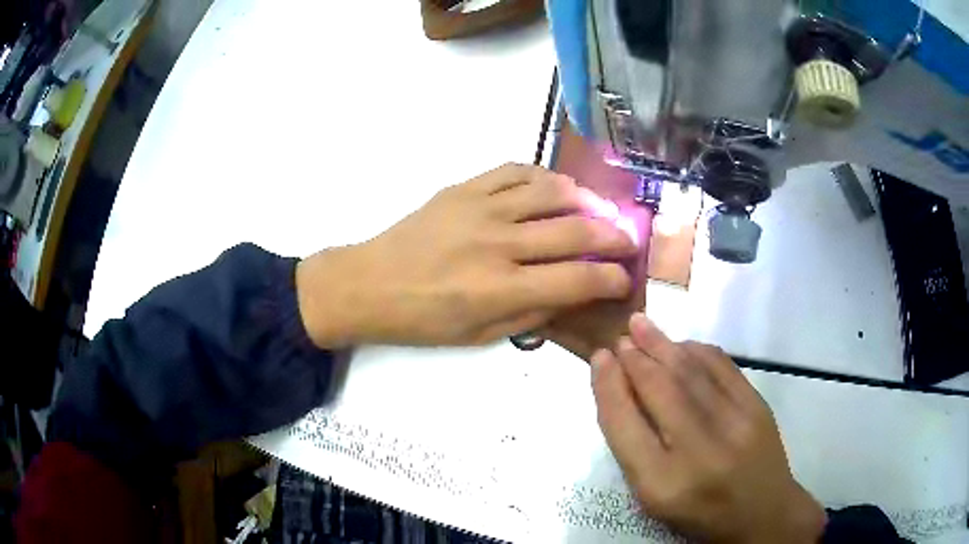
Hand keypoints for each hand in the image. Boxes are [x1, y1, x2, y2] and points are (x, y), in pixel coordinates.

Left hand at [296, 163, 638, 347]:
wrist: (370, 283)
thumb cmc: (423, 320)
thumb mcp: (480, 336)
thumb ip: (532, 314)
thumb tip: (571, 294)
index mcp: (502, 289)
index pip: (578, 279)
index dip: (611, 279)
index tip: (624, 279)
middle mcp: (499, 243)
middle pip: (576, 231)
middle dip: (613, 237)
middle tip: (627, 240)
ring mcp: (481, 208)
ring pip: (551, 191)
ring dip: (583, 200)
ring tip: (594, 211)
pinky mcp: (464, 188)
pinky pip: (515, 170)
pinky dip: (542, 177)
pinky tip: (551, 189)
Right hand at [591, 314, 826, 543]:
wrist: (762, 513)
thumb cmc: (699, 513)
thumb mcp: (655, 498)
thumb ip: (635, 450)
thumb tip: (621, 392)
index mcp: (661, 484)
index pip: (624, 426)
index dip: (608, 387)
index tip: (598, 360)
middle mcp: (698, 452)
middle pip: (659, 391)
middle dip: (635, 359)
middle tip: (619, 338)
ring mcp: (734, 424)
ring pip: (691, 372)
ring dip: (662, 344)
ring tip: (642, 325)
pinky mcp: (757, 407)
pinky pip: (722, 366)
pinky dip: (697, 350)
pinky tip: (682, 344)